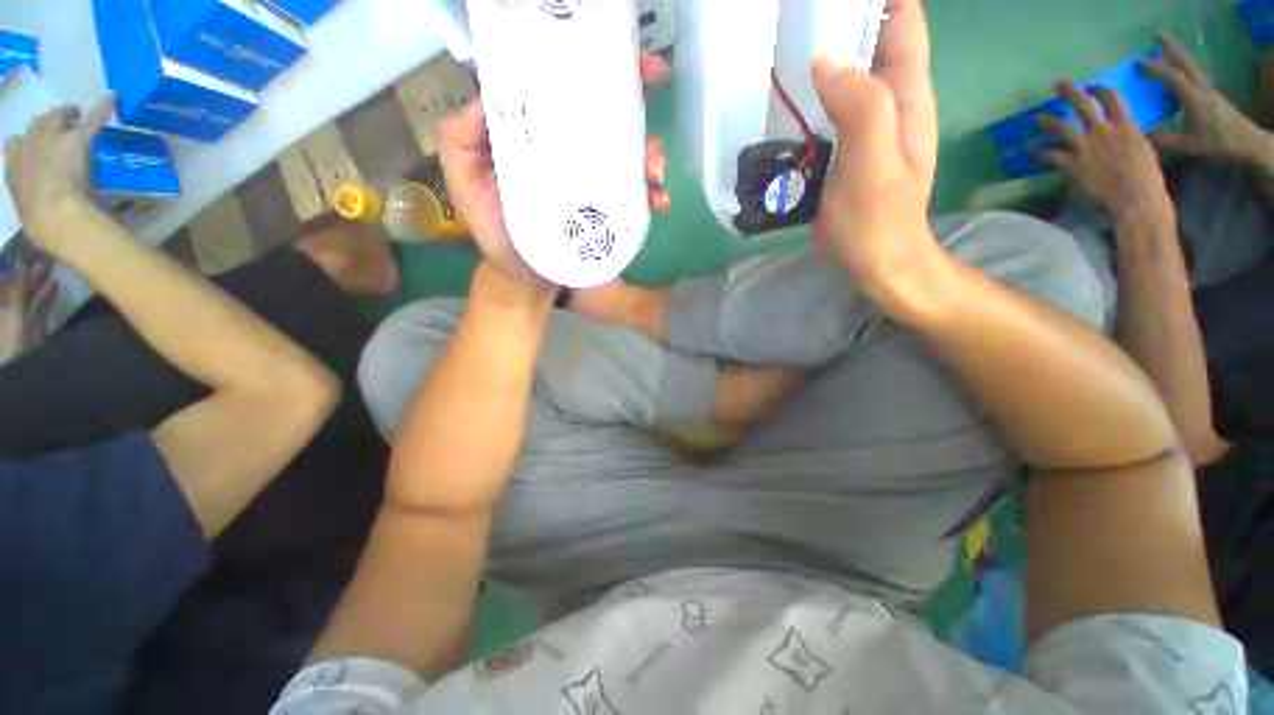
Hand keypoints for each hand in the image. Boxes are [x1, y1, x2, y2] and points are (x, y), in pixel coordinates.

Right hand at [5, 97, 114, 254]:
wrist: (50, 213)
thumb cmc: (40, 220)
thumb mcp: (27, 210)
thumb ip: (28, 200)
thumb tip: (36, 208)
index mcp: (14, 166)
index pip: (17, 144)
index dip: (29, 141)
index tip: (37, 143)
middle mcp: (28, 146)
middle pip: (37, 125)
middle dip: (48, 121)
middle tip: (62, 122)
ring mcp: (50, 140)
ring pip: (55, 117)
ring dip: (65, 114)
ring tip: (75, 113)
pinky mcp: (75, 139)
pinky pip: (91, 119)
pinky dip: (101, 108)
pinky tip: (111, 99)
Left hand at [437, 52, 671, 298]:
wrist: (523, 277)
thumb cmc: (494, 230)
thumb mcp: (465, 182)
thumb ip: (463, 140)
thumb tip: (489, 97)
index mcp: (541, 136)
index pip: (569, 90)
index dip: (598, 68)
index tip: (629, 60)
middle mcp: (572, 153)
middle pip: (610, 118)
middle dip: (638, 105)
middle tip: (654, 96)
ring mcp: (595, 184)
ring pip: (631, 156)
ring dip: (651, 155)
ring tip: (654, 174)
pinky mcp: (610, 213)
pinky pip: (637, 197)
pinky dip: (653, 195)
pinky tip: (659, 202)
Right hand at [810, 0, 943, 299]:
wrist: (876, 264)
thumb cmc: (877, 224)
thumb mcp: (873, 169)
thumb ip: (861, 111)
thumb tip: (826, 59)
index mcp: (906, 96)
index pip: (902, 19)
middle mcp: (889, 101)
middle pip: (871, 38)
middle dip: (841, 17)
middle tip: (793, 16)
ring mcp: (863, 126)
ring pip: (846, 72)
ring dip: (820, 53)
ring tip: (779, 45)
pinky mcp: (842, 148)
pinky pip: (826, 107)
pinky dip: (807, 94)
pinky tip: (782, 97)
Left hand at [1037, 83, 1173, 227]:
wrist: (1135, 198)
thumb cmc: (1146, 178)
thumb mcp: (1145, 150)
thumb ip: (1132, 139)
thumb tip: (1128, 137)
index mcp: (1126, 125)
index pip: (1111, 99)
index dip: (1100, 90)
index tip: (1092, 86)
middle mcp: (1103, 130)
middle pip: (1083, 104)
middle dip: (1069, 92)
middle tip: (1058, 84)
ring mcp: (1086, 146)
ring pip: (1061, 126)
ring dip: (1048, 121)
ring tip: (1038, 118)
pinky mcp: (1072, 164)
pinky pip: (1050, 156)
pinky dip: (1039, 153)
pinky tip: (1031, 151)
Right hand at [1143, 32, 1270, 163]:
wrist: (1246, 142)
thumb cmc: (1216, 143)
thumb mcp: (1188, 145)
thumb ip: (1164, 140)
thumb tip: (1140, 136)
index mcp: (1192, 97)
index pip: (1171, 76)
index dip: (1155, 67)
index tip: (1138, 63)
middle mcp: (1200, 87)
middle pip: (1184, 62)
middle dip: (1171, 48)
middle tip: (1158, 36)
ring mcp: (1208, 88)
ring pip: (1191, 65)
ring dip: (1178, 53)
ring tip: (1167, 45)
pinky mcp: (1212, 93)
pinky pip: (1195, 73)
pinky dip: (1185, 65)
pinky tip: (1180, 67)